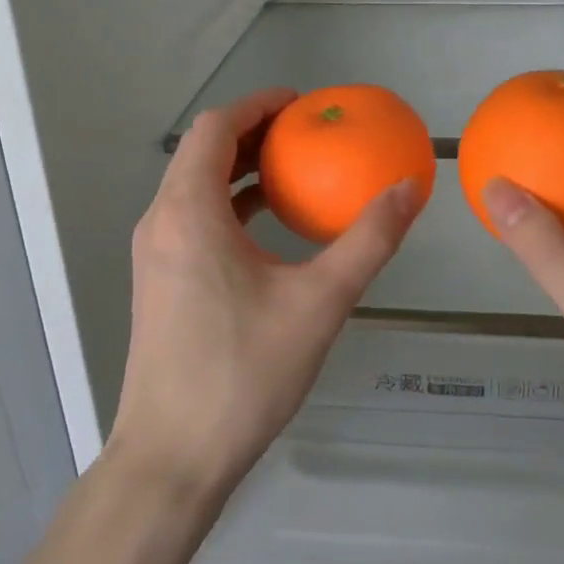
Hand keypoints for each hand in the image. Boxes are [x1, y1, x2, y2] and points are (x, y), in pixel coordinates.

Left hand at [109, 87, 422, 503]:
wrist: (173, 458)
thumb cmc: (243, 373)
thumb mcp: (320, 302)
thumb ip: (367, 240)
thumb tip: (409, 189)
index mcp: (188, 212)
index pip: (215, 128)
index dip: (258, 105)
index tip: (302, 104)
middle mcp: (161, 222)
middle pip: (202, 152)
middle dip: (253, 134)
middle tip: (307, 134)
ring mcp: (154, 254)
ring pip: (195, 187)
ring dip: (240, 171)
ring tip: (293, 173)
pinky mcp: (159, 282)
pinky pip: (193, 219)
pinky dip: (230, 206)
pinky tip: (270, 229)